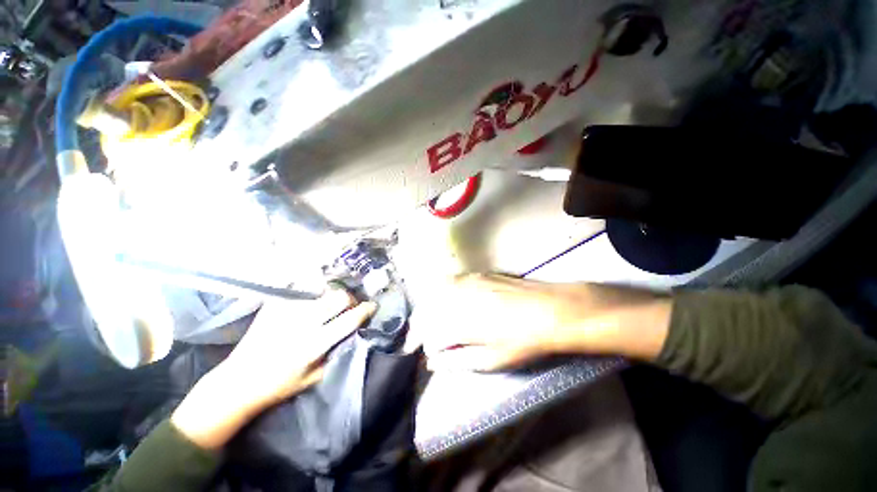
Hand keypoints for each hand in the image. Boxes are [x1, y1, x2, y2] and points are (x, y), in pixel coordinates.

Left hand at [171, 290, 375, 448]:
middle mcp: (303, 323)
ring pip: (323, 292)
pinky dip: (312, 299)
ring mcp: (287, 311)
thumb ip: (336, 353)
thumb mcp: (314, 377)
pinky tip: (308, 308)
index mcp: (315, 344)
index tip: (372, 306)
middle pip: (339, 297)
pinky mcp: (275, 306)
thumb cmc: (279, 385)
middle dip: (350, 299)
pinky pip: (303, 294)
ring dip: (331, 299)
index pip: (350, 319)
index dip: (366, 310)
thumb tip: (352, 333)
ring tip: (327, 308)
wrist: (238, 381)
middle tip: (349, 307)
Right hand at [413, 274, 671, 371]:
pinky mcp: (475, 275)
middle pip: (426, 309)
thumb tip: (433, 361)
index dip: (418, 341)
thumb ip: (457, 359)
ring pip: (434, 293)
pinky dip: (440, 293)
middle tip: (419, 337)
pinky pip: (449, 282)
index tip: (416, 349)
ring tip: (429, 320)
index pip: (426, 331)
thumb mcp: (491, 360)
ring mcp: (466, 282)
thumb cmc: (522, 340)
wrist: (549, 309)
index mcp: (458, 321)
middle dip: (418, 324)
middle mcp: (457, 297)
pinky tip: (445, 301)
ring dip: (427, 307)